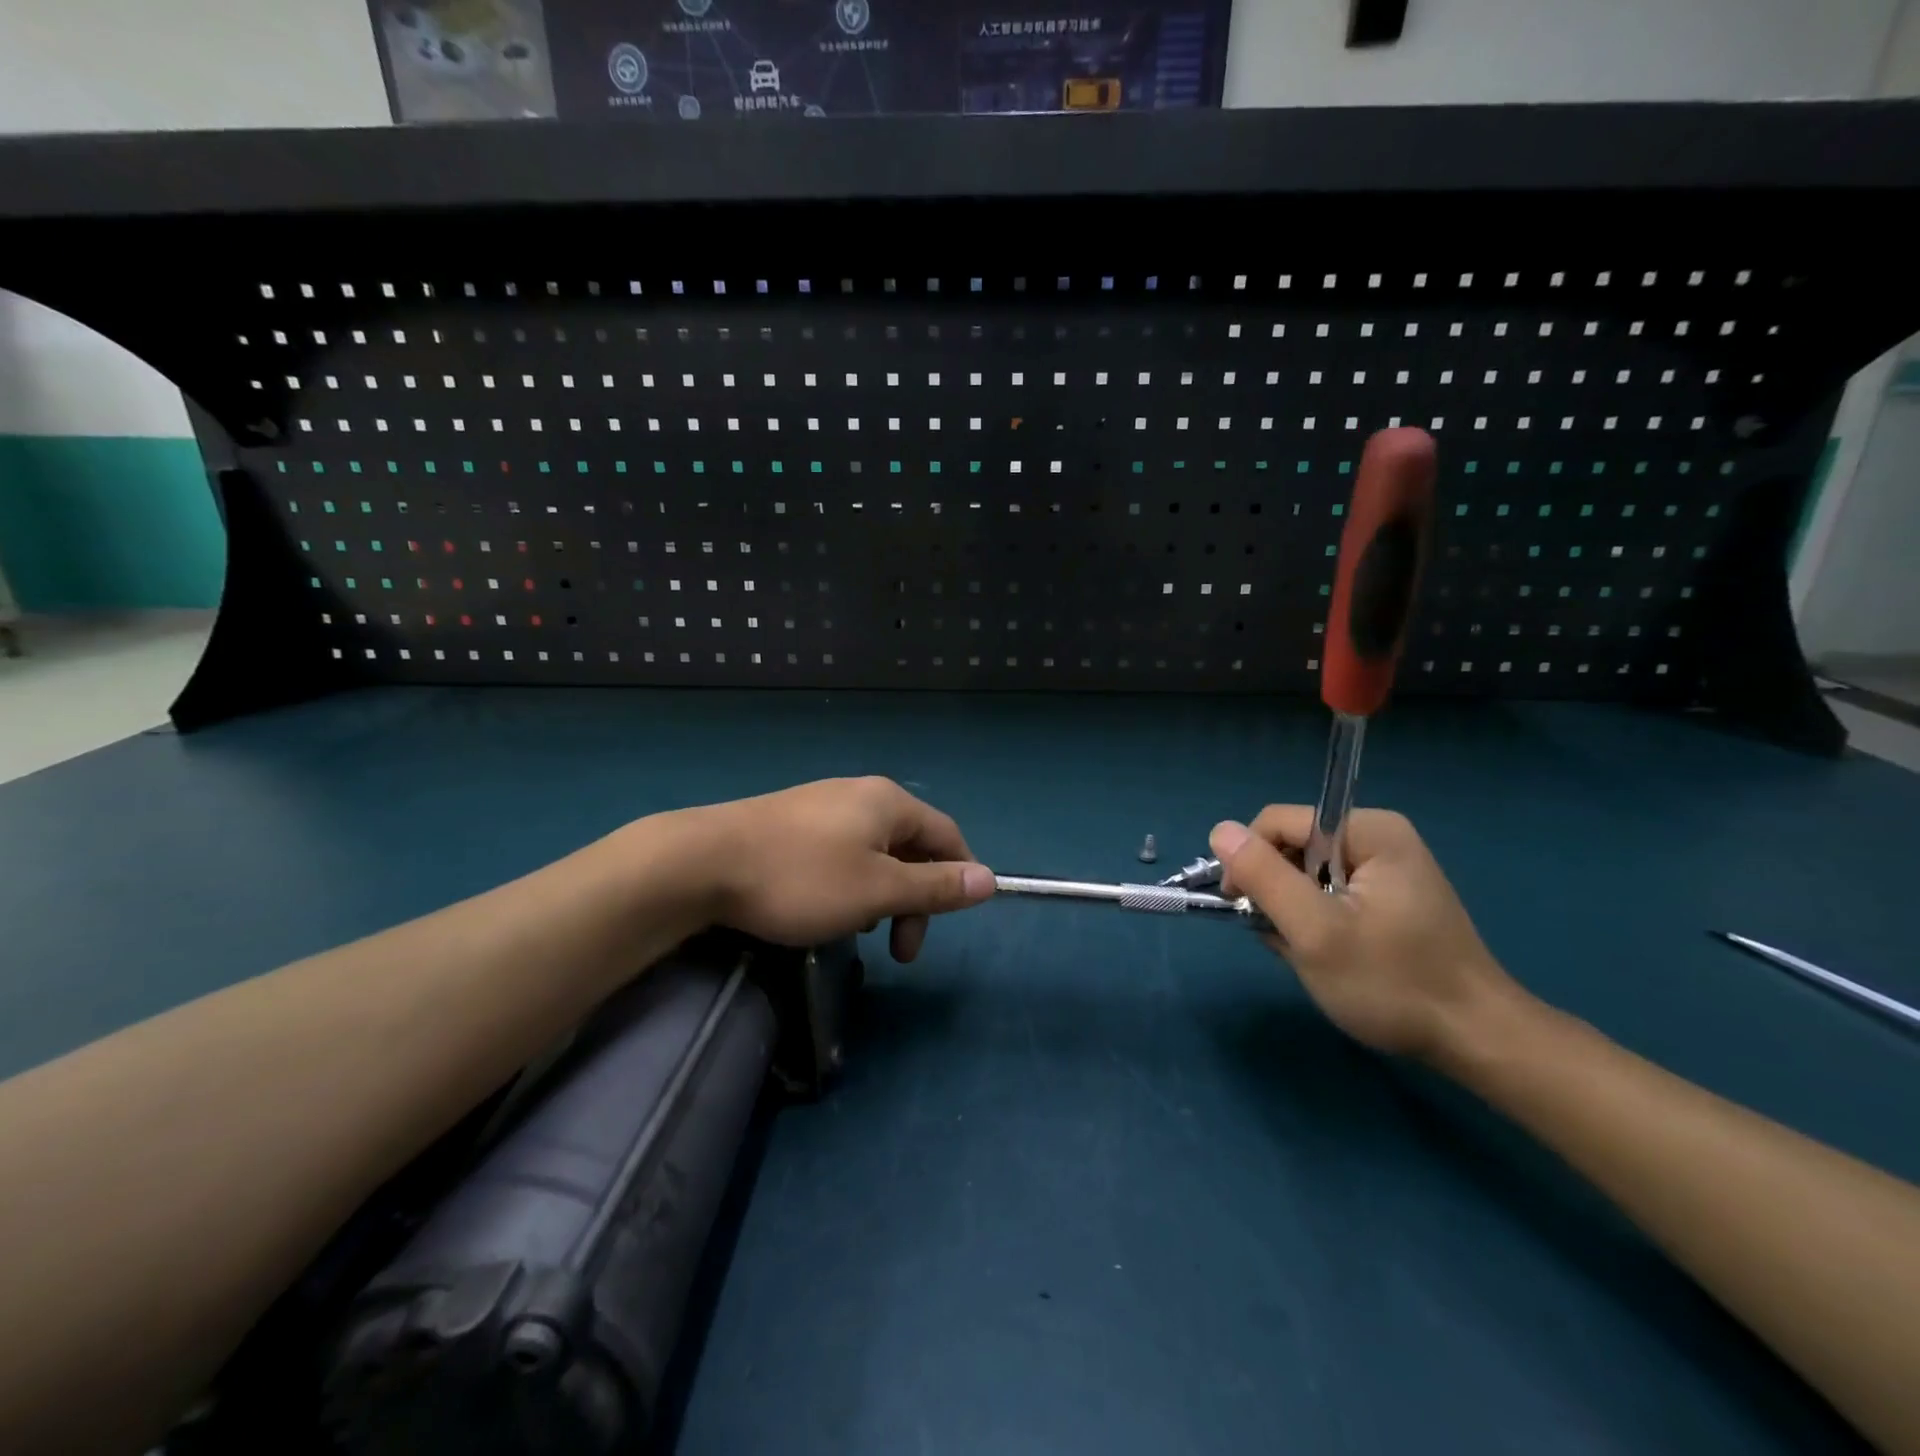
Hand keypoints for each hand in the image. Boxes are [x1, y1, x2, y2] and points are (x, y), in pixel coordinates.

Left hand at [688, 777, 993, 961]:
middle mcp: (860, 794)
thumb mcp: (877, 890)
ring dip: (881, 895)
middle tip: (899, 950)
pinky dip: (849, 884)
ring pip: (874, 853)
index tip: (947, 923)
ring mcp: (821, 805)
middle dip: (914, 899)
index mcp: (889, 802)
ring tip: (859, 931)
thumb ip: (935, 887)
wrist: (700, 862)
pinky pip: (840, 853)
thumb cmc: (801, 878)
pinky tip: (824, 909)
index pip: (946, 835)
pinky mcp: (790, 821)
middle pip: (910, 845)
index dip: (958, 876)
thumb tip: (989, 879)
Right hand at [1211, 808, 1516, 1059]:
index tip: (1246, 909)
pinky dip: (1315, 921)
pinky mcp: (1387, 895)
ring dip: (1294, 911)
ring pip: (1304, 873)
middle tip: (1288, 940)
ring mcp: (1386, 866)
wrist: (1475, 1040)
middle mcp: (1378, 836)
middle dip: (1277, 892)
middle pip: (1291, 846)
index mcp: (1368, 830)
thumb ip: (1264, 876)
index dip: (1250, 861)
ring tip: (1312, 953)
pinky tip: (1329, 953)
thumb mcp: (1316, 932)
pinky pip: (1327, 892)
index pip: (1277, 822)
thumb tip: (1219, 830)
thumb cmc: (1393, 984)